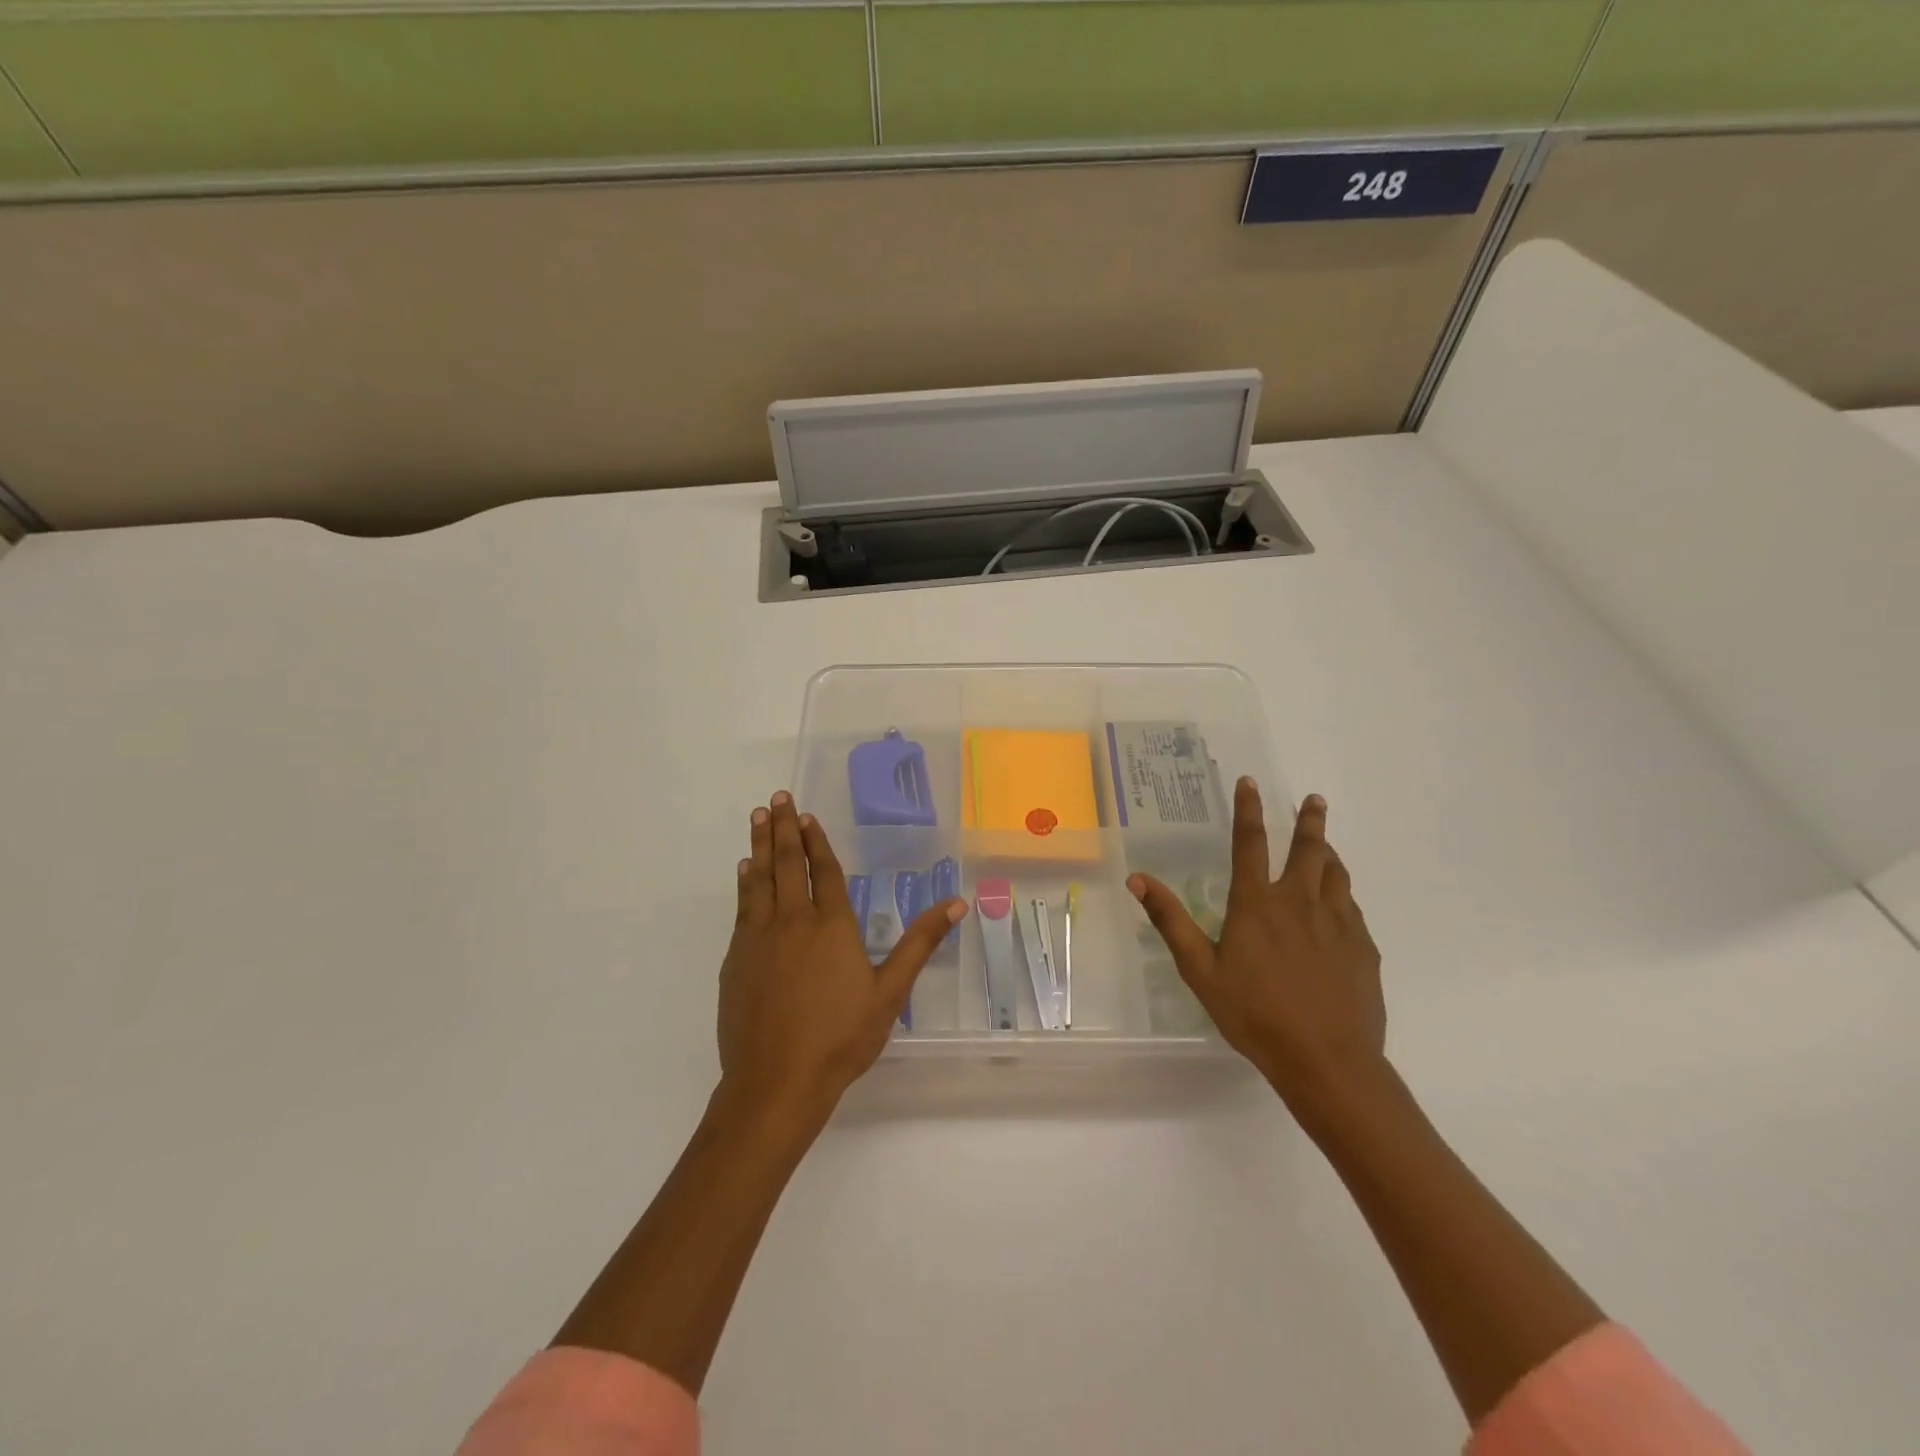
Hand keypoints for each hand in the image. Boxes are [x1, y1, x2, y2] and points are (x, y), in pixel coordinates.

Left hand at [717, 791, 965, 1133]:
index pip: (825, 871)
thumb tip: (957, 903)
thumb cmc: (840, 1038)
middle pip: (788, 864)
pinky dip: (745, 883)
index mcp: (832, 926)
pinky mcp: (736, 959)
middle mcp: (793, 921)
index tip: (807, 816)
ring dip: (760, 845)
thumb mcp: (890, 992)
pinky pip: (742, 908)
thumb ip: (920, 943)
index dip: (817, 841)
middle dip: (784, 828)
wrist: (776, 1082)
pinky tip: (745, 871)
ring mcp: (759, 938)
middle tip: (777, 798)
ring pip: (760, 879)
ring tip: (758, 817)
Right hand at [1129, 783, 1385, 1118]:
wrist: (1327, 1060)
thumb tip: (1138, 879)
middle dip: (1309, 820)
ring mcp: (1338, 923)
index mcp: (1258, 904)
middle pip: (1308, 849)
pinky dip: (1342, 893)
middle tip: (1313, 799)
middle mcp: (1300, 903)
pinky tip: (1339, 903)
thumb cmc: (1255, 1014)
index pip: (1251, 843)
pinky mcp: (1363, 947)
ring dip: (1328, 853)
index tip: (1250, 782)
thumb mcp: (1200, 970)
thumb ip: (1171, 921)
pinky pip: (1352, 907)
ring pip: (1336, 874)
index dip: (1248, 810)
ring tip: (1326, 844)